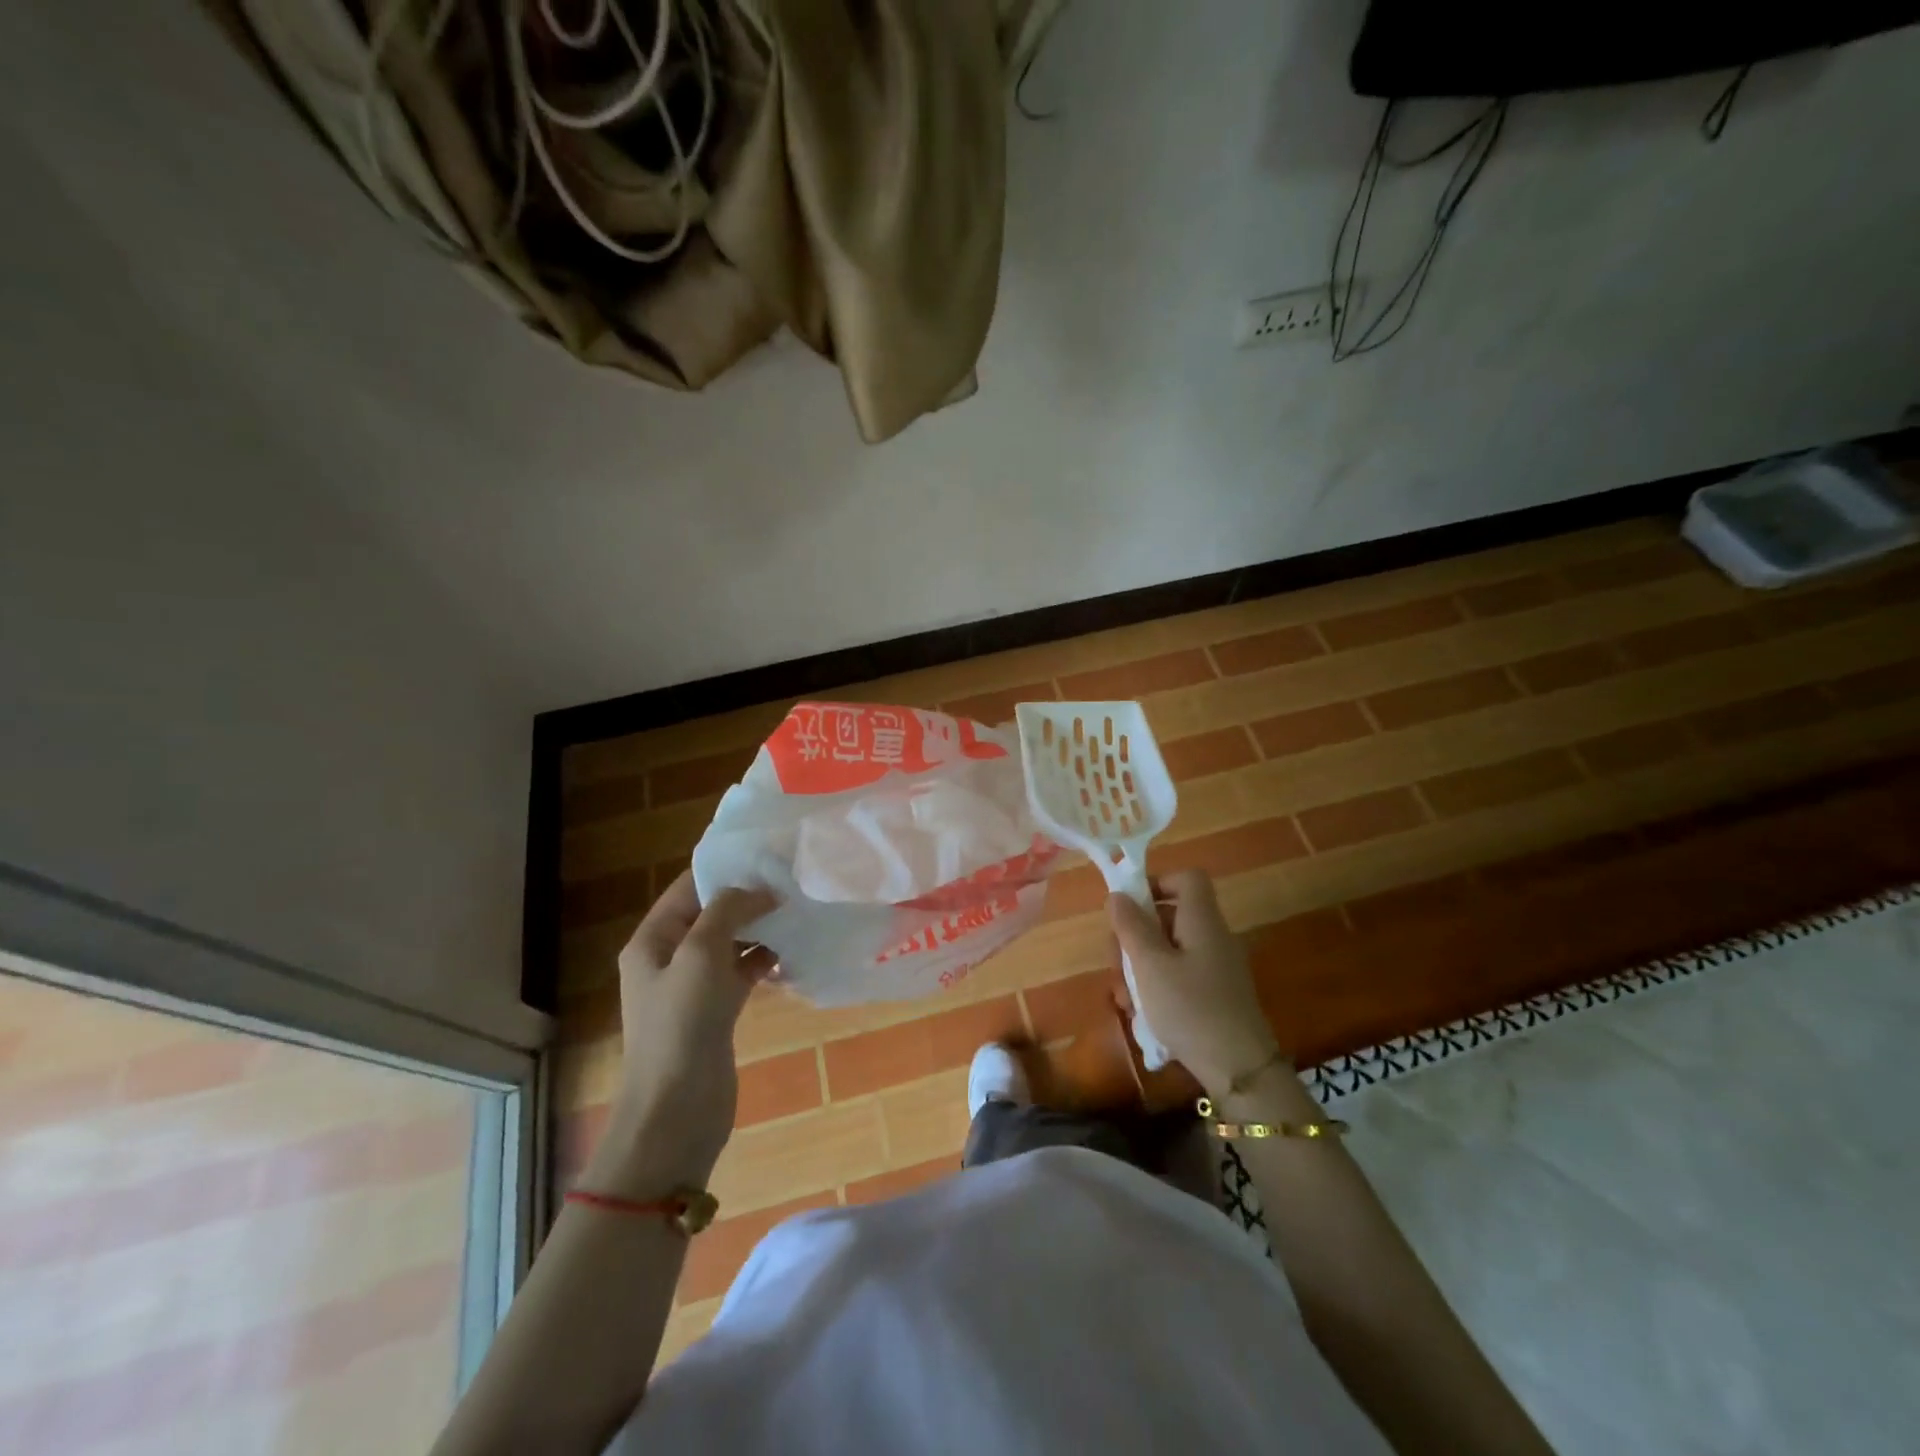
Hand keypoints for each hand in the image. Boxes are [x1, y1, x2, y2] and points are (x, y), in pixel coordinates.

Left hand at [584, 872, 776, 1195]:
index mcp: (653, 939)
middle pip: (712, 913)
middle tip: (793, 883)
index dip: (726, 870)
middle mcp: (670, 957)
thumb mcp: (700, 954)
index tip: (769, 856)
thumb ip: (728, 910)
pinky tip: (794, 954)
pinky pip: (742, 972)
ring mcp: (693, 986)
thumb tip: (759, 890)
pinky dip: (765, 960)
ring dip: (761, 928)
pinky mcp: (716, 1011)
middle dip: (749, 898)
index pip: (689, 888)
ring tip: (799, 913)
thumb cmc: (681, 1024)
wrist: (677, 1110)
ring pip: (731, 942)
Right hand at [1107, 870, 1281, 1093]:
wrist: (1240, 1070)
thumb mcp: (1150, 965)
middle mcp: (1212, 937)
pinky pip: (1179, 975)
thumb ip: (1131, 926)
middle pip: (1169, 916)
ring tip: (1124, 998)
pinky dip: (1157, 986)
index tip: (1129, 908)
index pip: (1187, 878)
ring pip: (1168, 950)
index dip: (1157, 883)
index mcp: (1202, 920)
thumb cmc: (1190, 1008)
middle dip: (1135, 936)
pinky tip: (1141, 1014)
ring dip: (1140, 966)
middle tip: (1116, 964)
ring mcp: (1216, 967)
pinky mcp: (1215, 994)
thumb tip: (1118, 894)